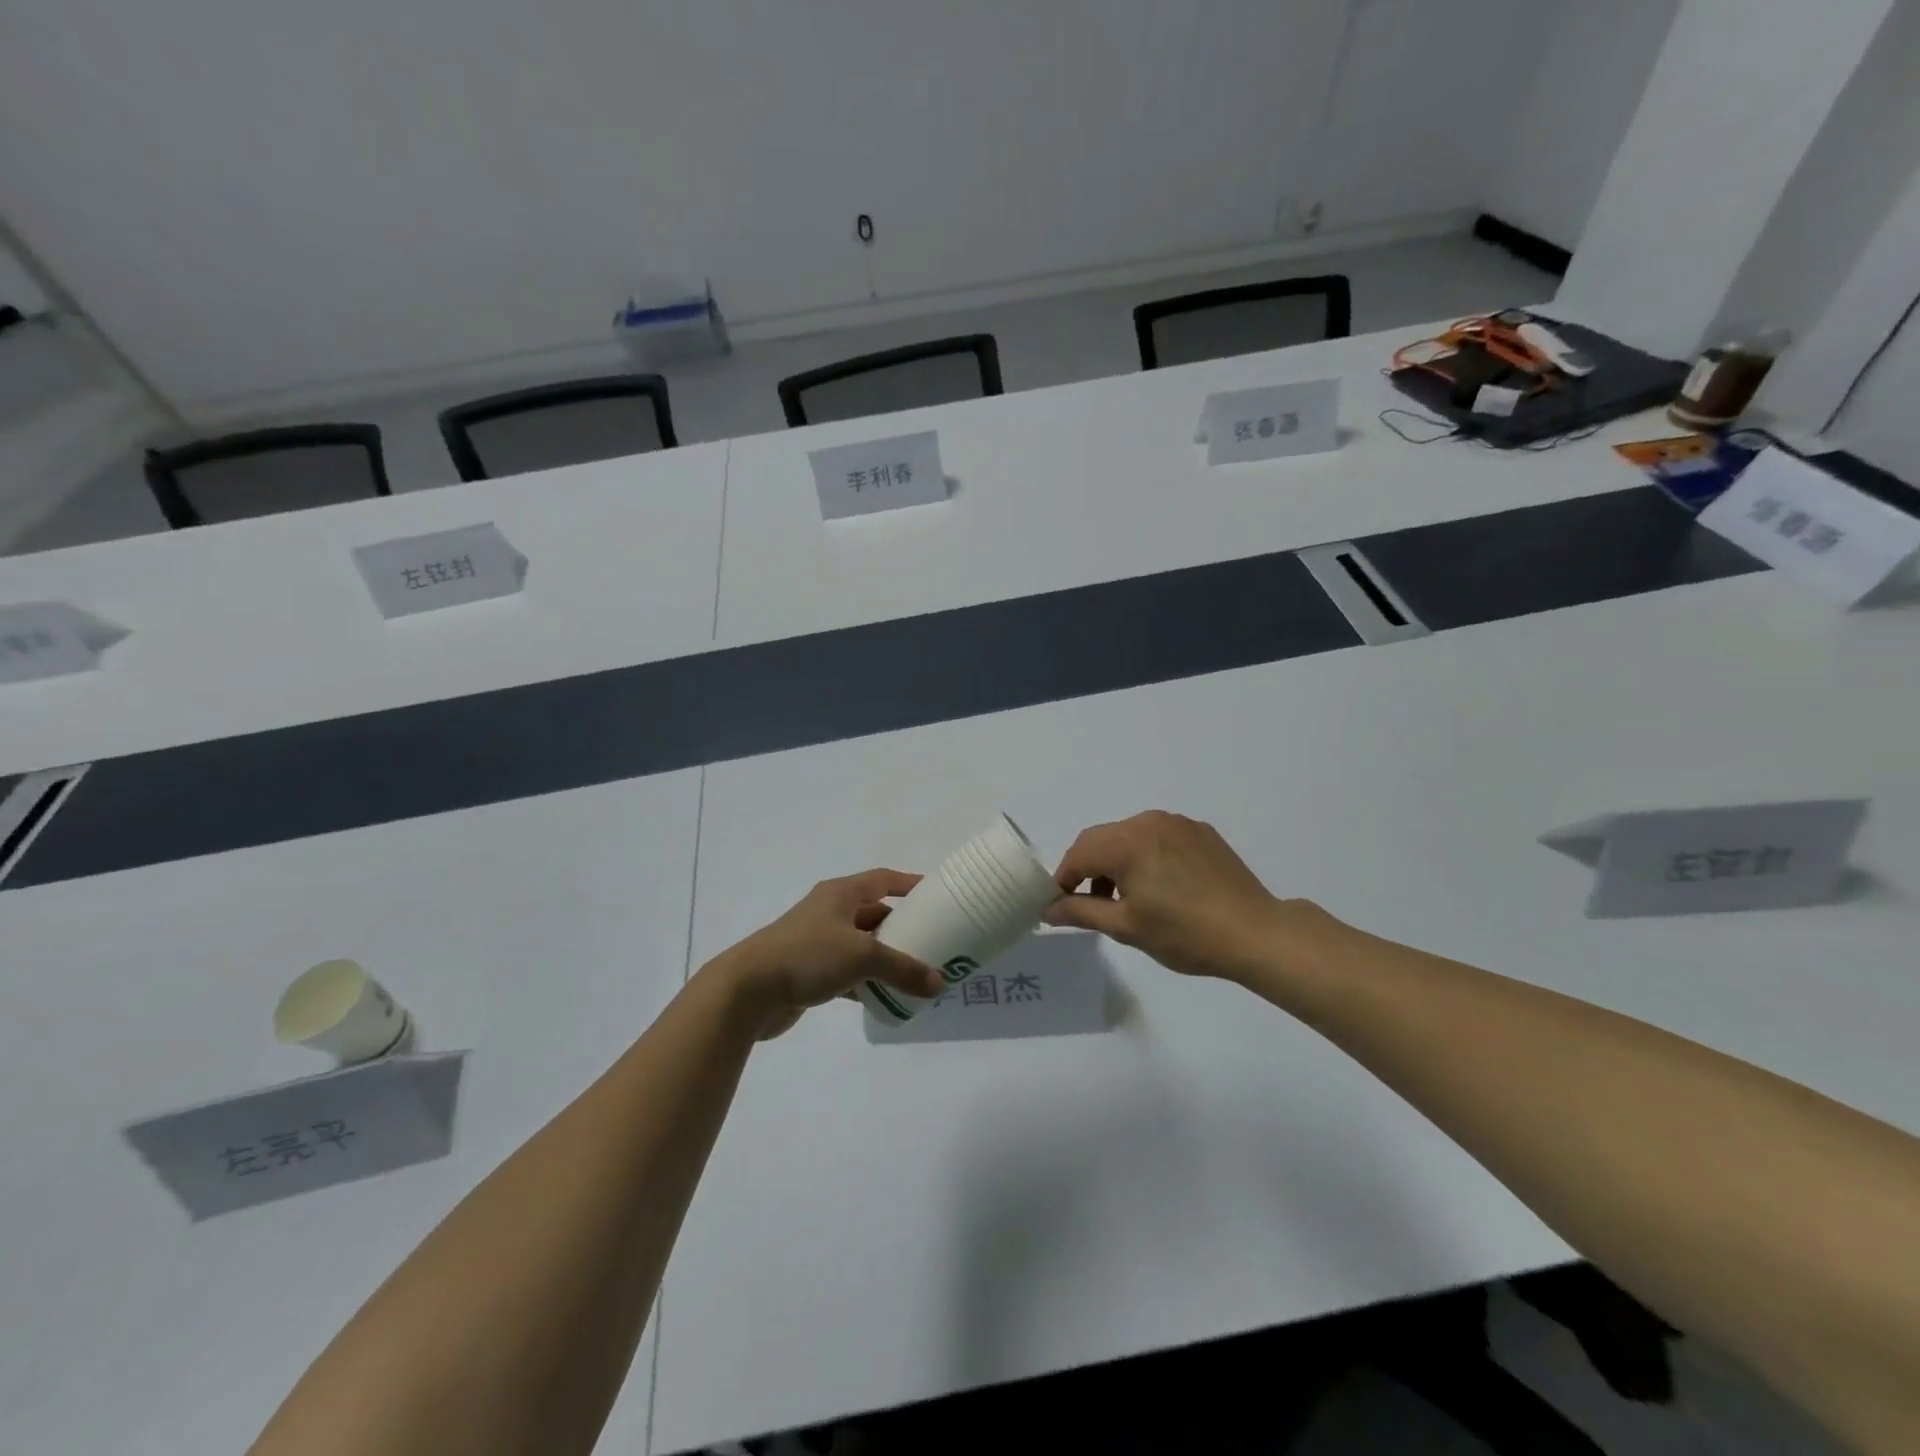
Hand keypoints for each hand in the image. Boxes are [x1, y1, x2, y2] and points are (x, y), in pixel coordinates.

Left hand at [704, 870, 945, 1039]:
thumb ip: (903, 969)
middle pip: (874, 912)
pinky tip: (884, 997)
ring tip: (916, 972)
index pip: (883, 879)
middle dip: (902, 926)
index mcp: (841, 894)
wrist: (747, 990)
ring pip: (861, 944)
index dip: (910, 884)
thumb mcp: (863, 957)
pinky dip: (866, 981)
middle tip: (933, 941)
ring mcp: (817, 941)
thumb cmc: (807, 956)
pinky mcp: (809, 971)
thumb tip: (940, 984)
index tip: (936, 894)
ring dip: (885, 957)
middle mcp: (830, 911)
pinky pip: (847, 971)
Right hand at [1045, 811, 1306, 980]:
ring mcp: (1178, 823)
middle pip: (1102, 839)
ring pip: (1129, 836)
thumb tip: (1048, 910)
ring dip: (1116, 861)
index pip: (1079, 853)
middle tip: (1090, 903)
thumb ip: (1082, 911)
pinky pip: (1158, 836)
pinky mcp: (1200, 832)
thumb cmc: (1185, 934)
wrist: (1255, 933)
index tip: (1060, 904)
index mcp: (1127, 842)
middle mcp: (1149, 822)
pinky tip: (1160, 887)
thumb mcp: (1126, 927)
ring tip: (1125, 898)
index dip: (1063, 878)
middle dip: (1088, 868)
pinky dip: (1145, 856)